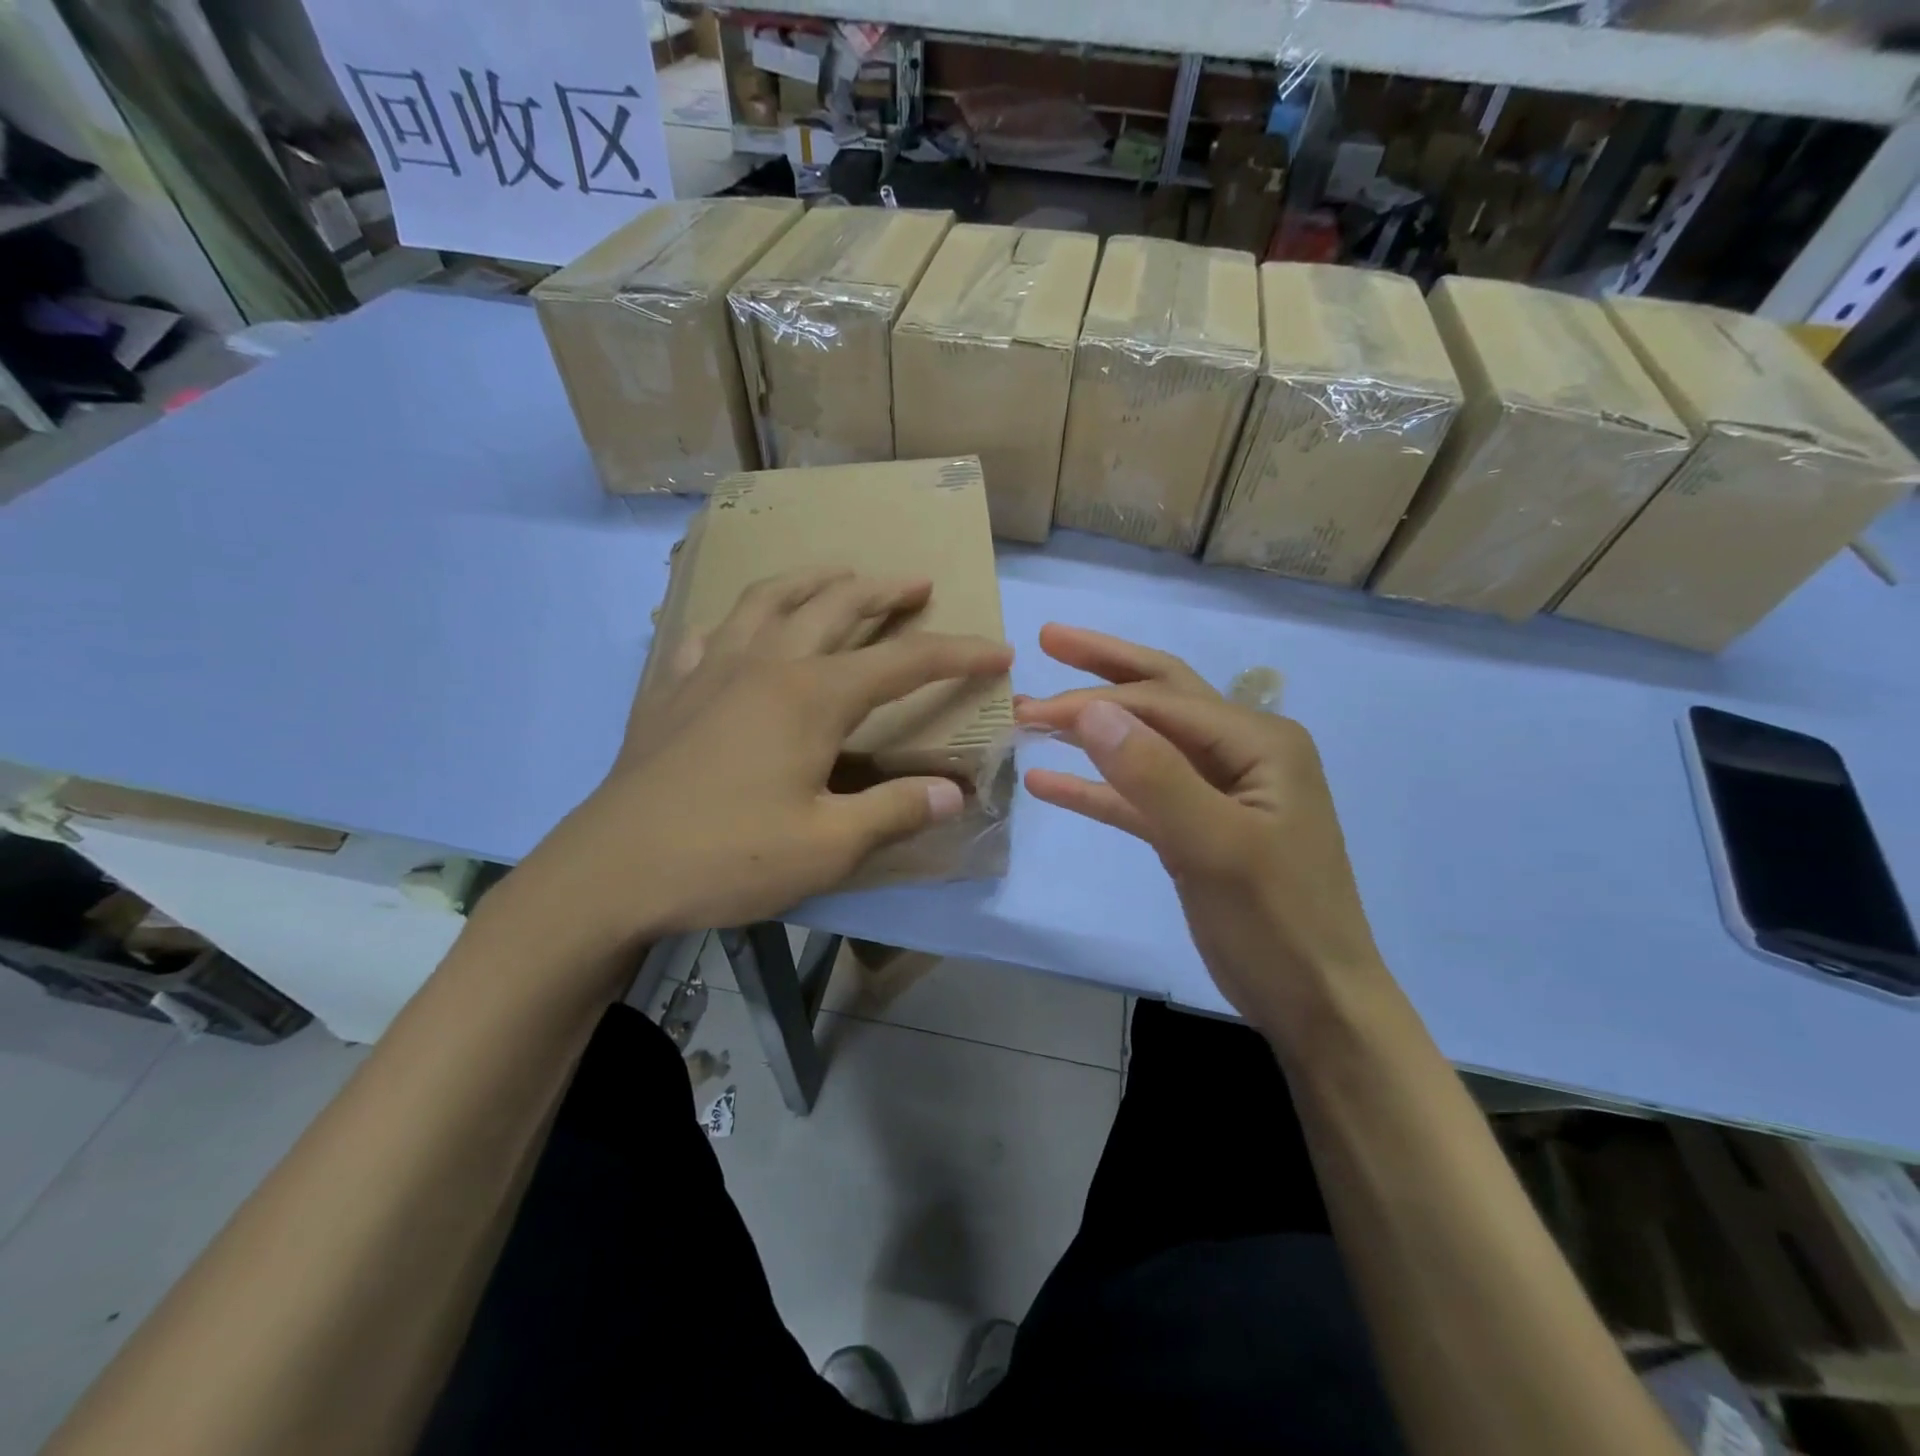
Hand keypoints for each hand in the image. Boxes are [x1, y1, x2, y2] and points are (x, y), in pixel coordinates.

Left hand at [518, 571, 1010, 948]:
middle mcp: (765, 665)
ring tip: (837, 574)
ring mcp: (711, 670)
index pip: (903, 662)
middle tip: (916, 584)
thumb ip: (894, 812)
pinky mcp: (670, 690)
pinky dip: (737, 620)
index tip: (999, 650)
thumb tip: (953, 793)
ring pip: (768, 600)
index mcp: (811, 697)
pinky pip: (709, 634)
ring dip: (812, 581)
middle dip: (884, 592)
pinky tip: (739, 631)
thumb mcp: (827, 847)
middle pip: (835, 607)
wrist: (611, 871)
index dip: (957, 654)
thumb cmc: (727, 857)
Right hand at [1015, 625, 1382, 1037]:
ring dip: (1090, 730)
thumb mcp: (1214, 845)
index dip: (1095, 697)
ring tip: (1031, 714)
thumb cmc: (1277, 922)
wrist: (1317, 1003)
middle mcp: (1242, 753)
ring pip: (1144, 744)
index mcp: (1259, 742)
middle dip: (1102, 669)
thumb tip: (1092, 708)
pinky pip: (1140, 796)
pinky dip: (1097, 787)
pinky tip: (1048, 782)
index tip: (1031, 708)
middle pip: (1160, 696)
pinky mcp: (1197, 829)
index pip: (1163, 700)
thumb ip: (1153, 773)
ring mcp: (1219, 791)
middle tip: (1046, 638)